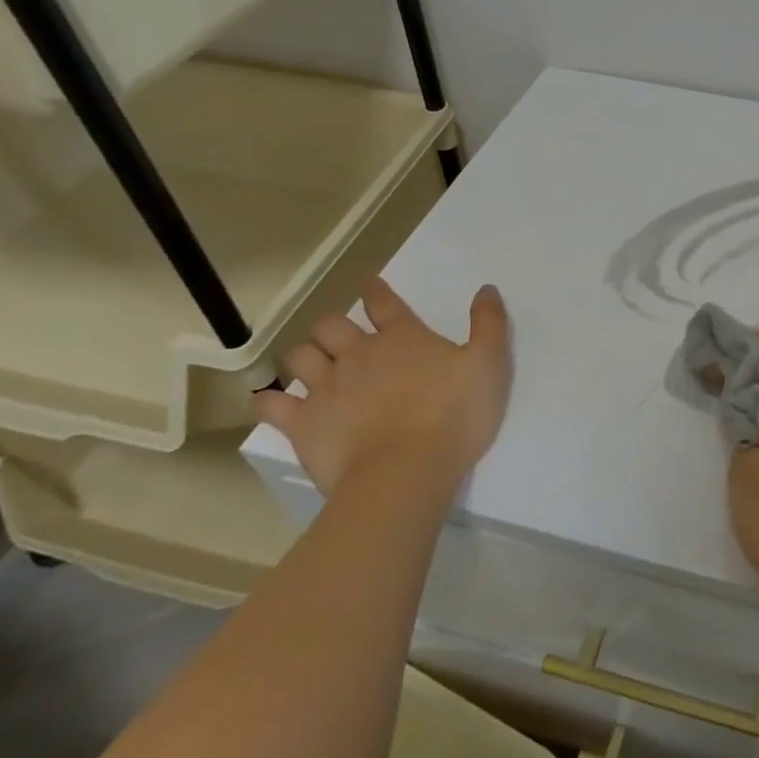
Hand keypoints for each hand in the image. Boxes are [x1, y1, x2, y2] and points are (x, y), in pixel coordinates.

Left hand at [258, 277, 511, 496]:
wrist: (406, 472)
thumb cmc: (454, 415)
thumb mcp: (489, 364)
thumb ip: (489, 323)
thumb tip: (486, 288)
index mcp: (403, 338)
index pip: (384, 303)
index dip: (376, 292)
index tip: (370, 286)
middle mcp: (359, 354)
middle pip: (332, 325)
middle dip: (333, 326)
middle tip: (341, 337)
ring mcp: (326, 388)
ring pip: (300, 357)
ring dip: (305, 356)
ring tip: (311, 365)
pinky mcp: (303, 424)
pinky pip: (272, 405)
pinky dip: (269, 400)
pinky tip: (270, 402)